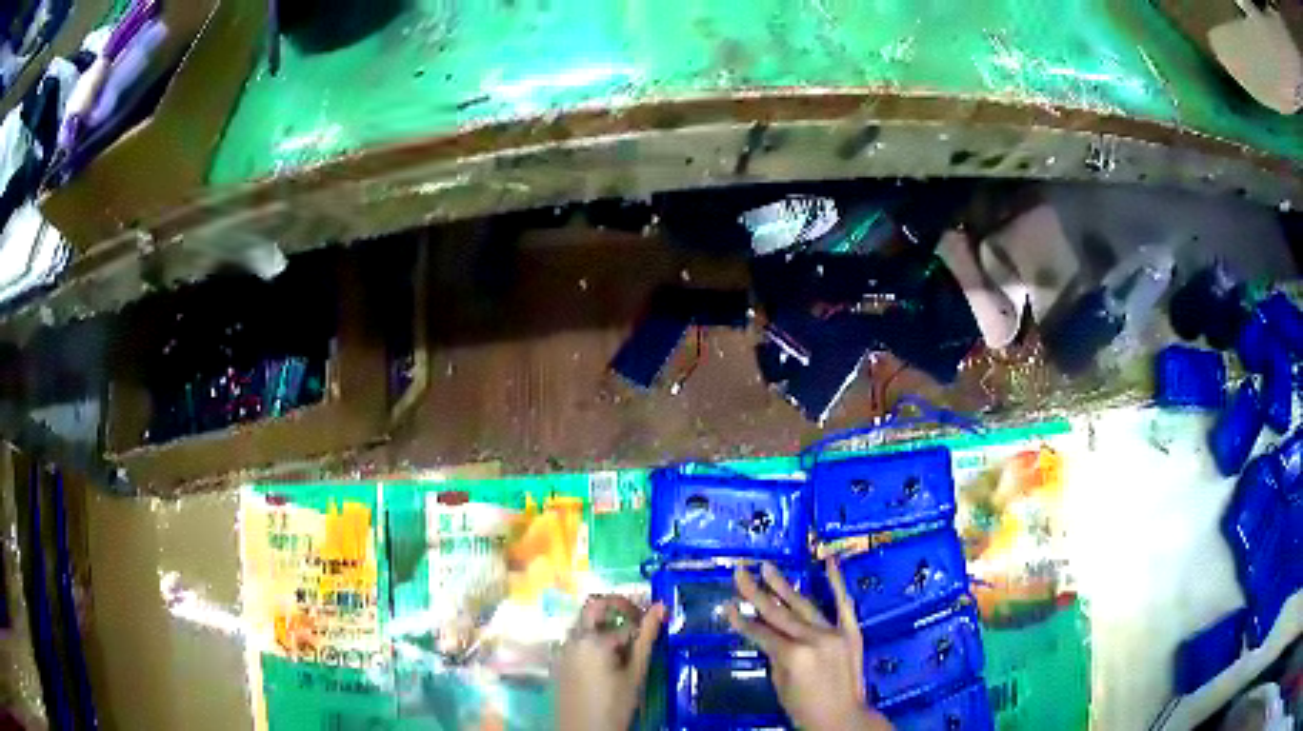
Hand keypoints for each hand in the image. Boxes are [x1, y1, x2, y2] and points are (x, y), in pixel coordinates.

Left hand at [555, 595, 664, 730]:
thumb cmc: (614, 705)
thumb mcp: (635, 673)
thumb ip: (647, 638)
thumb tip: (660, 607)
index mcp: (592, 640)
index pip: (625, 623)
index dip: (644, 621)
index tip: (658, 624)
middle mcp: (573, 638)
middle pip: (594, 608)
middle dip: (618, 607)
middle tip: (639, 618)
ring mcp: (563, 649)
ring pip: (584, 623)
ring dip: (605, 624)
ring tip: (627, 645)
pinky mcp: (560, 661)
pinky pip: (577, 639)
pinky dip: (594, 639)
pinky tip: (609, 659)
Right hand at [727, 558, 892, 730]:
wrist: (843, 718)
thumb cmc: (805, 709)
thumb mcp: (780, 686)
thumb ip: (776, 657)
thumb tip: (770, 637)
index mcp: (792, 655)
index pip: (761, 633)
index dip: (742, 621)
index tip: (726, 604)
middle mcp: (812, 639)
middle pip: (778, 613)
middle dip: (756, 593)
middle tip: (740, 572)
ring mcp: (834, 632)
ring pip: (804, 604)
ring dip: (784, 585)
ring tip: (767, 568)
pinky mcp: (851, 632)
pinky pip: (843, 603)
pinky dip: (836, 582)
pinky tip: (828, 561)